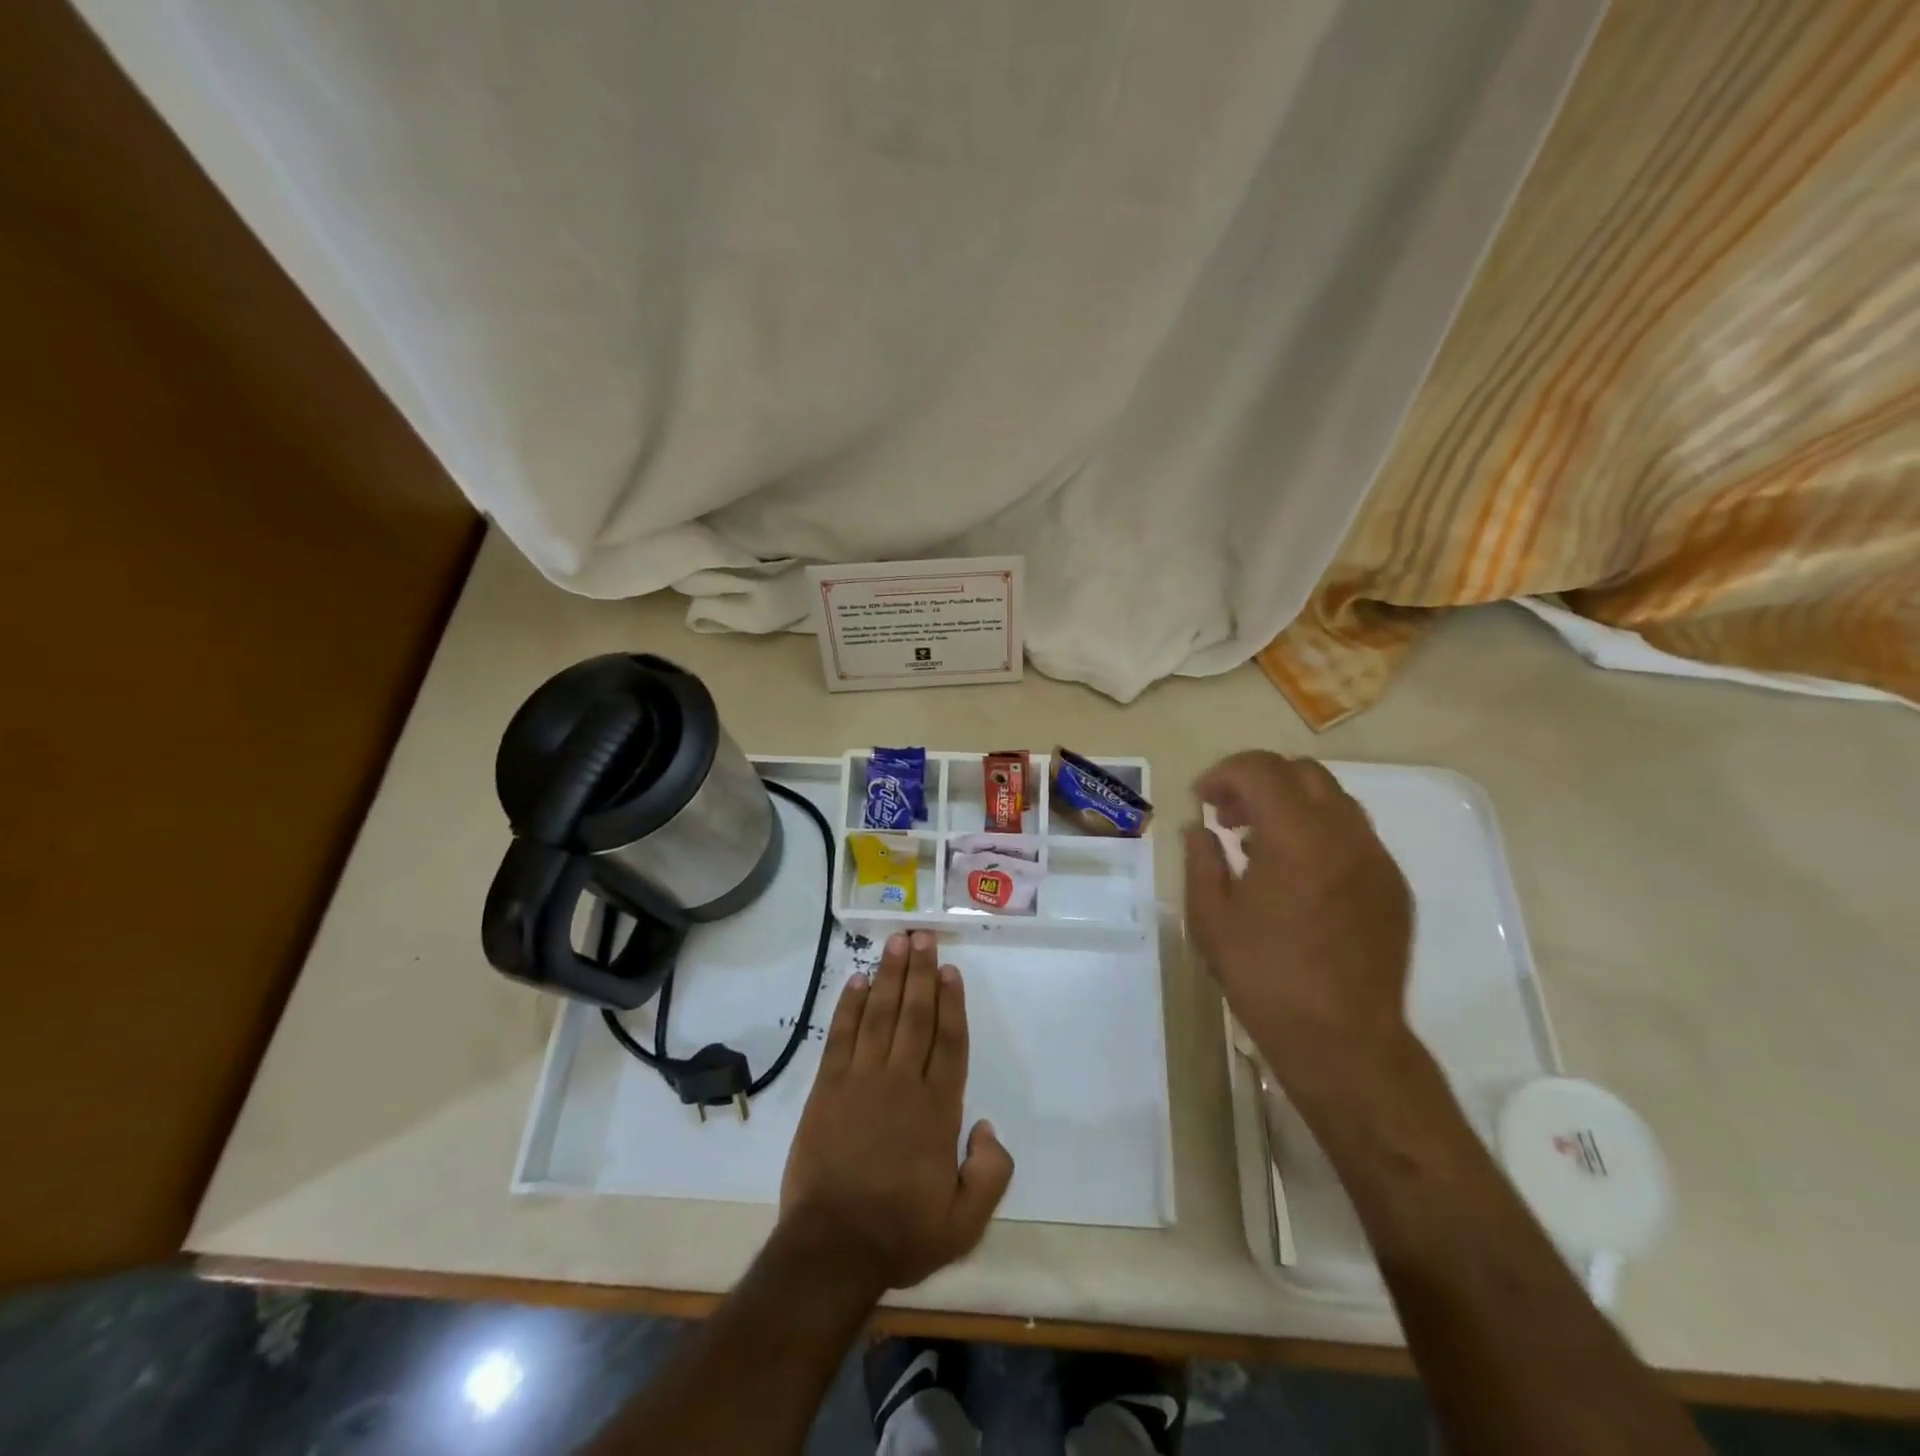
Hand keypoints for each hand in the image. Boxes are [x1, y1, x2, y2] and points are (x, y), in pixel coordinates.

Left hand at [779, 931, 1013, 1292]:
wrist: (832, 1249)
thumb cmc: (901, 1233)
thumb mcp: (965, 1222)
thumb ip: (990, 1173)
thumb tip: (988, 1126)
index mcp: (937, 1109)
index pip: (949, 1042)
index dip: (952, 1002)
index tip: (951, 970)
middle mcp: (901, 1082)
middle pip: (915, 1015)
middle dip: (921, 972)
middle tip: (923, 936)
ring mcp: (861, 1080)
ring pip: (880, 1015)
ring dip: (889, 976)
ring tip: (896, 943)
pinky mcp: (828, 1087)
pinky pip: (841, 1035)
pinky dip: (849, 1005)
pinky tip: (857, 981)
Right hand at [1185, 752, 1416, 1112]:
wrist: (1342, 1038)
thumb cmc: (1264, 975)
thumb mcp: (1210, 916)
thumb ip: (1201, 859)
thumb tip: (1199, 830)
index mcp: (1296, 835)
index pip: (1260, 769)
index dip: (1224, 773)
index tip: (1201, 799)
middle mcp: (1344, 833)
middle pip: (1302, 773)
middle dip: (1258, 782)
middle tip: (1227, 816)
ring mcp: (1376, 859)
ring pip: (1333, 801)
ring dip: (1290, 806)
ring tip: (1257, 843)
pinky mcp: (1392, 886)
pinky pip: (1353, 836)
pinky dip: (1318, 834)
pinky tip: (1296, 875)